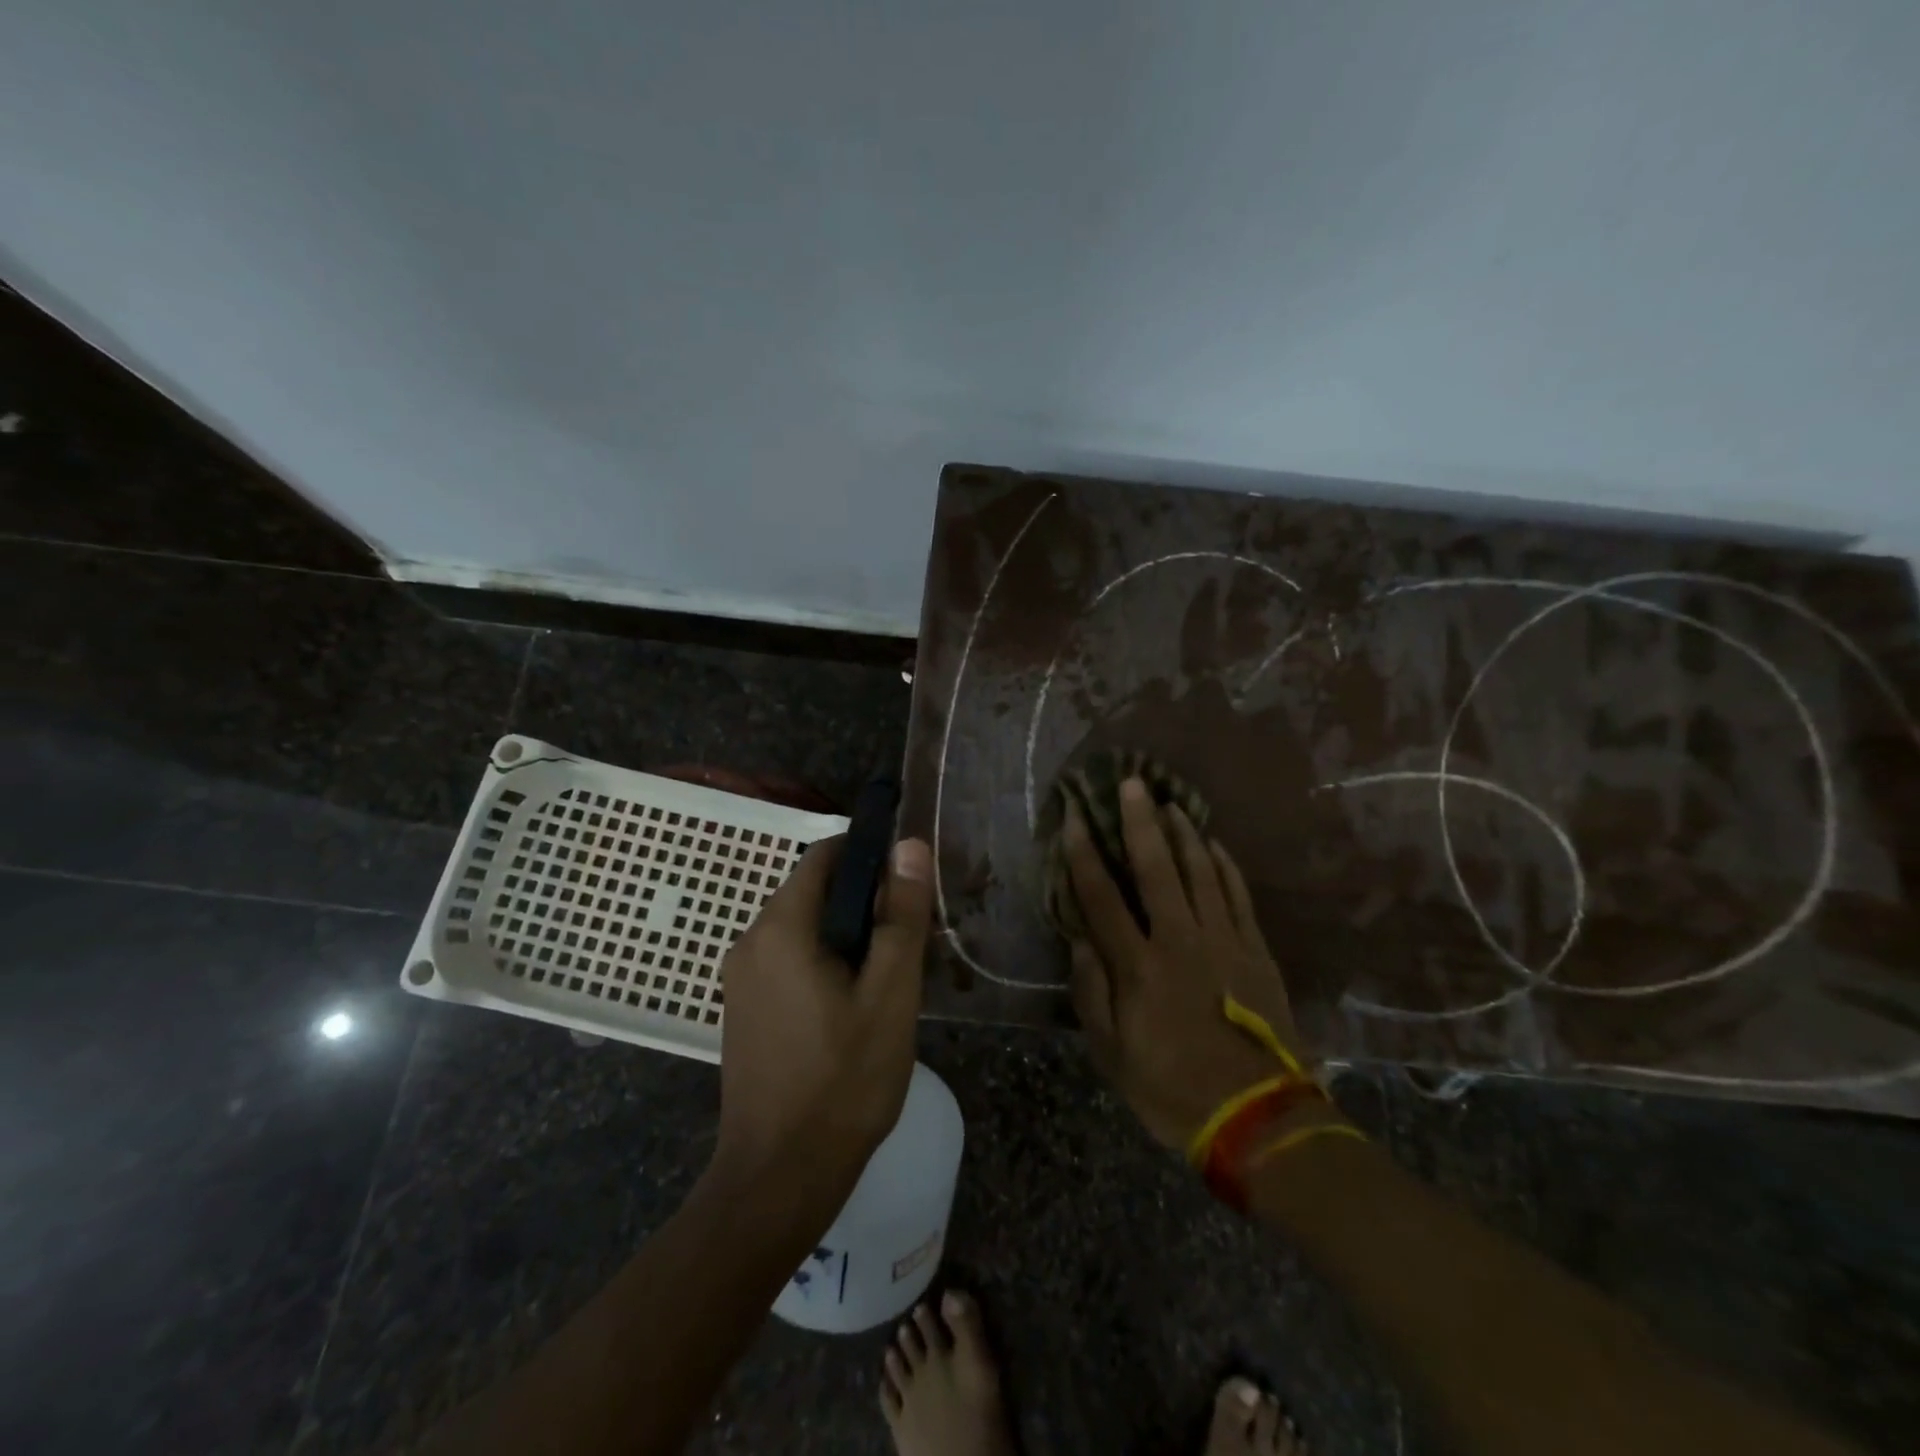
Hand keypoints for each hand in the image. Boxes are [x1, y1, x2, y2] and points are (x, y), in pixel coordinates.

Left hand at [712, 835, 932, 1203]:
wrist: (780, 1177)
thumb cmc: (843, 1080)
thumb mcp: (889, 994)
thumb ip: (901, 916)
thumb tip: (909, 846)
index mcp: (780, 928)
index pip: (825, 855)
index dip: (870, 855)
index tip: (909, 883)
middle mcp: (750, 941)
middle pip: (814, 891)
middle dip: (865, 902)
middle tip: (911, 939)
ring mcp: (741, 977)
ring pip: (804, 927)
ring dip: (848, 935)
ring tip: (891, 976)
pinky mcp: (745, 1007)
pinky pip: (789, 959)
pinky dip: (825, 961)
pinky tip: (856, 1004)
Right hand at [1065, 777, 1311, 1150]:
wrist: (1259, 1119)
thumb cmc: (1172, 1089)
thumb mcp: (1112, 1054)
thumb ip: (1091, 992)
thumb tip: (1080, 938)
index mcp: (1138, 966)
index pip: (1101, 897)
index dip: (1083, 853)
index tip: (1073, 818)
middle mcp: (1179, 940)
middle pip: (1155, 868)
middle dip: (1138, 821)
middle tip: (1130, 782)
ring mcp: (1224, 941)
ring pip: (1201, 872)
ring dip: (1183, 833)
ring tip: (1169, 802)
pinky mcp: (1256, 951)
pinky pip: (1238, 896)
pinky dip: (1225, 866)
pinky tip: (1215, 844)